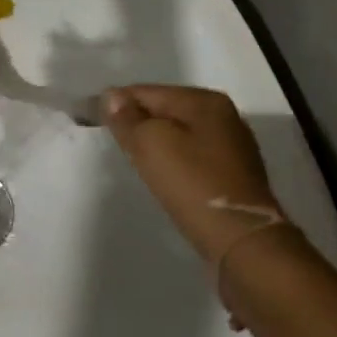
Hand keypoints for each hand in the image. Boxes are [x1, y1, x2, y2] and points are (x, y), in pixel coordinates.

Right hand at [101, 85, 283, 265]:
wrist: (244, 244)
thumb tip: (111, 96)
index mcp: (205, 101)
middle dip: (139, 124)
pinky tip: (166, 180)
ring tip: (137, 163)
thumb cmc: (193, 184)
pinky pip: (193, 159)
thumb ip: (126, 117)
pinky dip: (175, 164)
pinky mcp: (235, 178)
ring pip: (179, 136)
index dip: (117, 104)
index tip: (93, 120)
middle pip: (165, 111)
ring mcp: (233, 148)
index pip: (147, 91)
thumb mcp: (150, 144)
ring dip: (157, 145)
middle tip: (116, 144)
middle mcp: (224, 117)